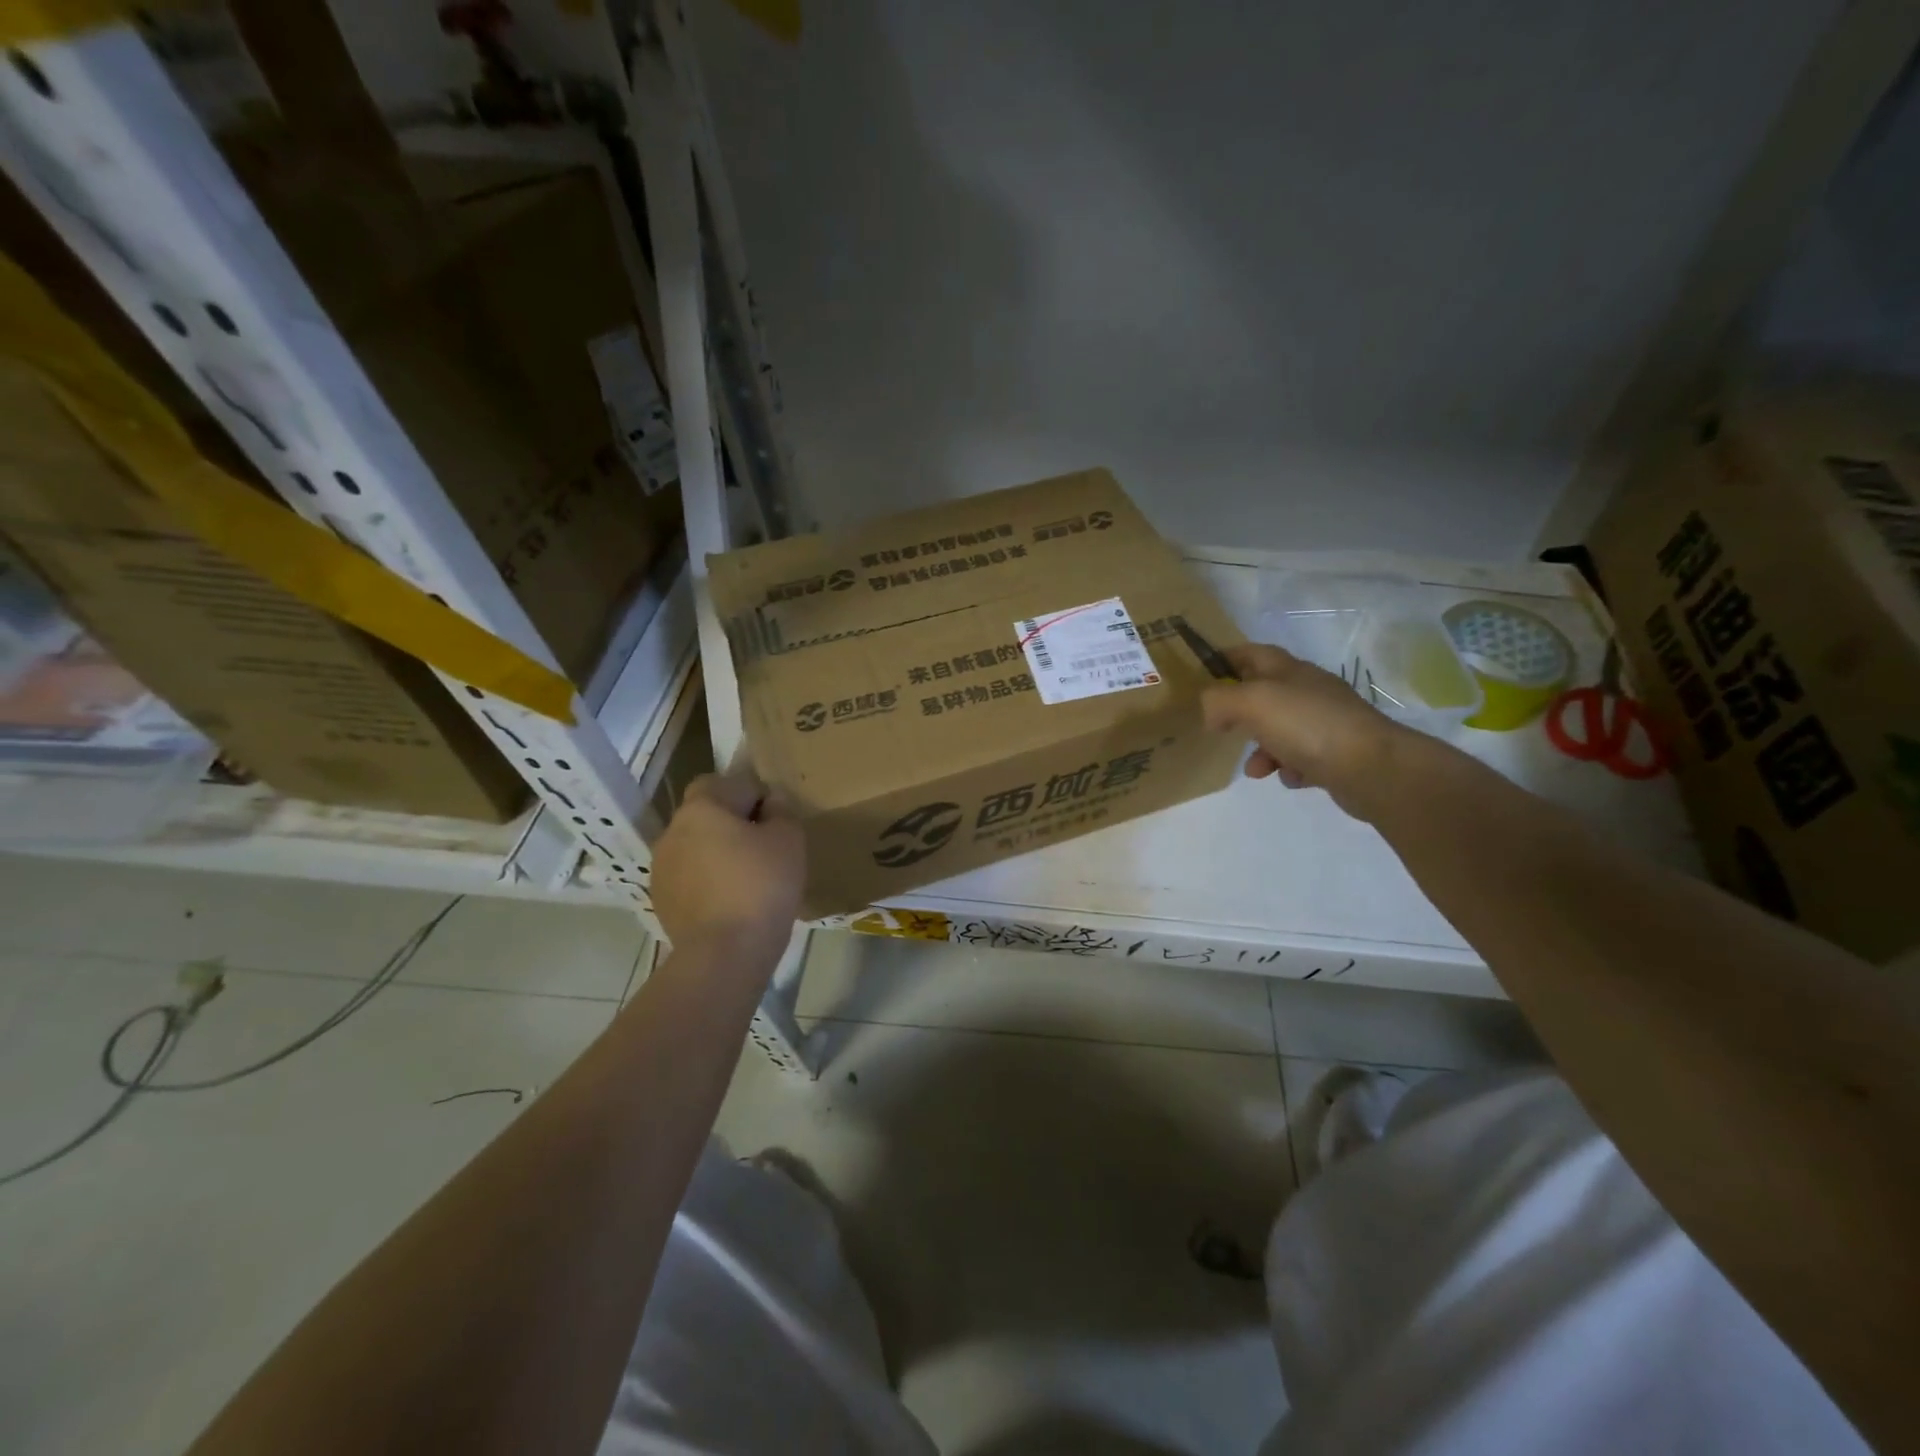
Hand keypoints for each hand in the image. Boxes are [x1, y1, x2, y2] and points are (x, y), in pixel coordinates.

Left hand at [651, 770, 804, 954]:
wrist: (724, 955)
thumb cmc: (761, 886)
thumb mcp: (789, 840)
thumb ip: (782, 811)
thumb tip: (771, 803)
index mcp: (701, 807)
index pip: (732, 782)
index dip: (758, 797)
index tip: (778, 823)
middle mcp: (673, 830)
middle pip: (709, 813)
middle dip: (735, 823)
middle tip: (766, 849)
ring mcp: (661, 867)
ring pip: (697, 845)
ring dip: (719, 852)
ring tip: (749, 879)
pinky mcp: (661, 899)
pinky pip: (690, 876)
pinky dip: (708, 880)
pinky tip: (731, 902)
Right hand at [1201, 643, 1415, 817]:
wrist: (1372, 768)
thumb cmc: (1307, 725)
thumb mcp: (1252, 702)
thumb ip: (1219, 700)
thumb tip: (1210, 712)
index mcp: (1290, 670)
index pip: (1252, 653)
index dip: (1227, 658)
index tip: (1203, 673)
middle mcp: (1309, 691)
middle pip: (1265, 694)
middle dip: (1241, 713)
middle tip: (1222, 729)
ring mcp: (1326, 722)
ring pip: (1281, 730)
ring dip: (1262, 750)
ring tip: (1257, 770)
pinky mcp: (1337, 753)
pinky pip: (1302, 758)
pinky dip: (1289, 768)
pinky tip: (1290, 777)